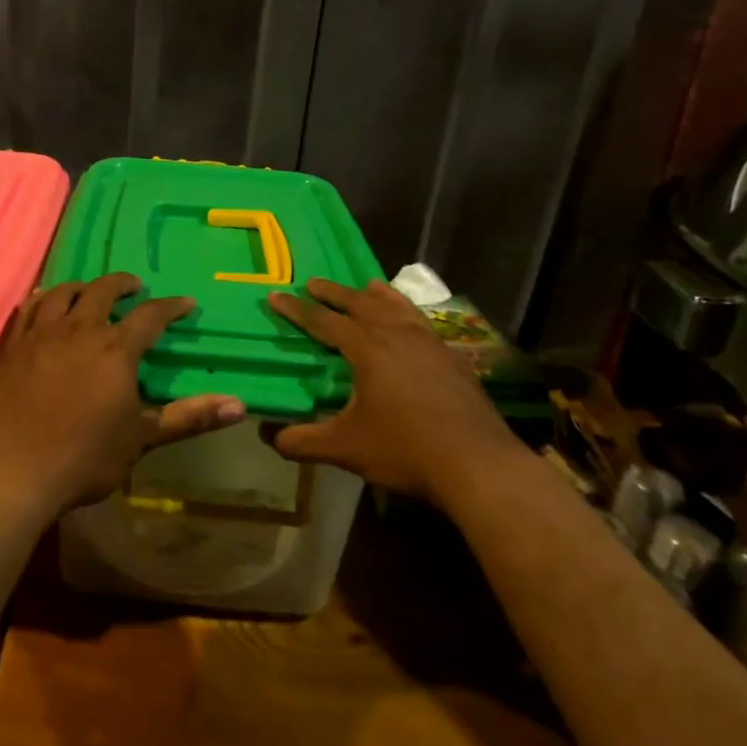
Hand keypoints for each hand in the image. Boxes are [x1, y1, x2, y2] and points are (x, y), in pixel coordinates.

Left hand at [0, 273, 245, 516]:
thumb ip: (188, 417)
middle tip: (135, 288)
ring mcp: (40, 335)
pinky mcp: (12, 348)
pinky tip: (45, 303)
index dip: (171, 307)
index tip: (186, 304)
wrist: (13, 473)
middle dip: (123, 284)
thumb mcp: (142, 439)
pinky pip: (28, 309)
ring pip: (62, 293)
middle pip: (103, 291)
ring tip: (90, 291)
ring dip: (82, 286)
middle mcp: (78, 330)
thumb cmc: (84, 458)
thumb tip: (239, 405)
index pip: (150, 316)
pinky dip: (43, 299)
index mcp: (115, 350)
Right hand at [266, 278, 518, 497]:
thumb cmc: (405, 450)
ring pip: (396, 306)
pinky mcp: (452, 358)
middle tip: (312, 282)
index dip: (296, 309)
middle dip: (333, 292)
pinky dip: (407, 311)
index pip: (323, 322)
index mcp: (367, 349)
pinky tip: (410, 322)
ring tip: (366, 285)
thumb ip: (302, 441)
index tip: (276, 295)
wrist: (478, 463)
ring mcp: (429, 343)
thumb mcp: (345, 448)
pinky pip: (422, 321)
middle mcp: (397, 335)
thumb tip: (268, 436)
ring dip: (375, 295)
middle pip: (359, 303)